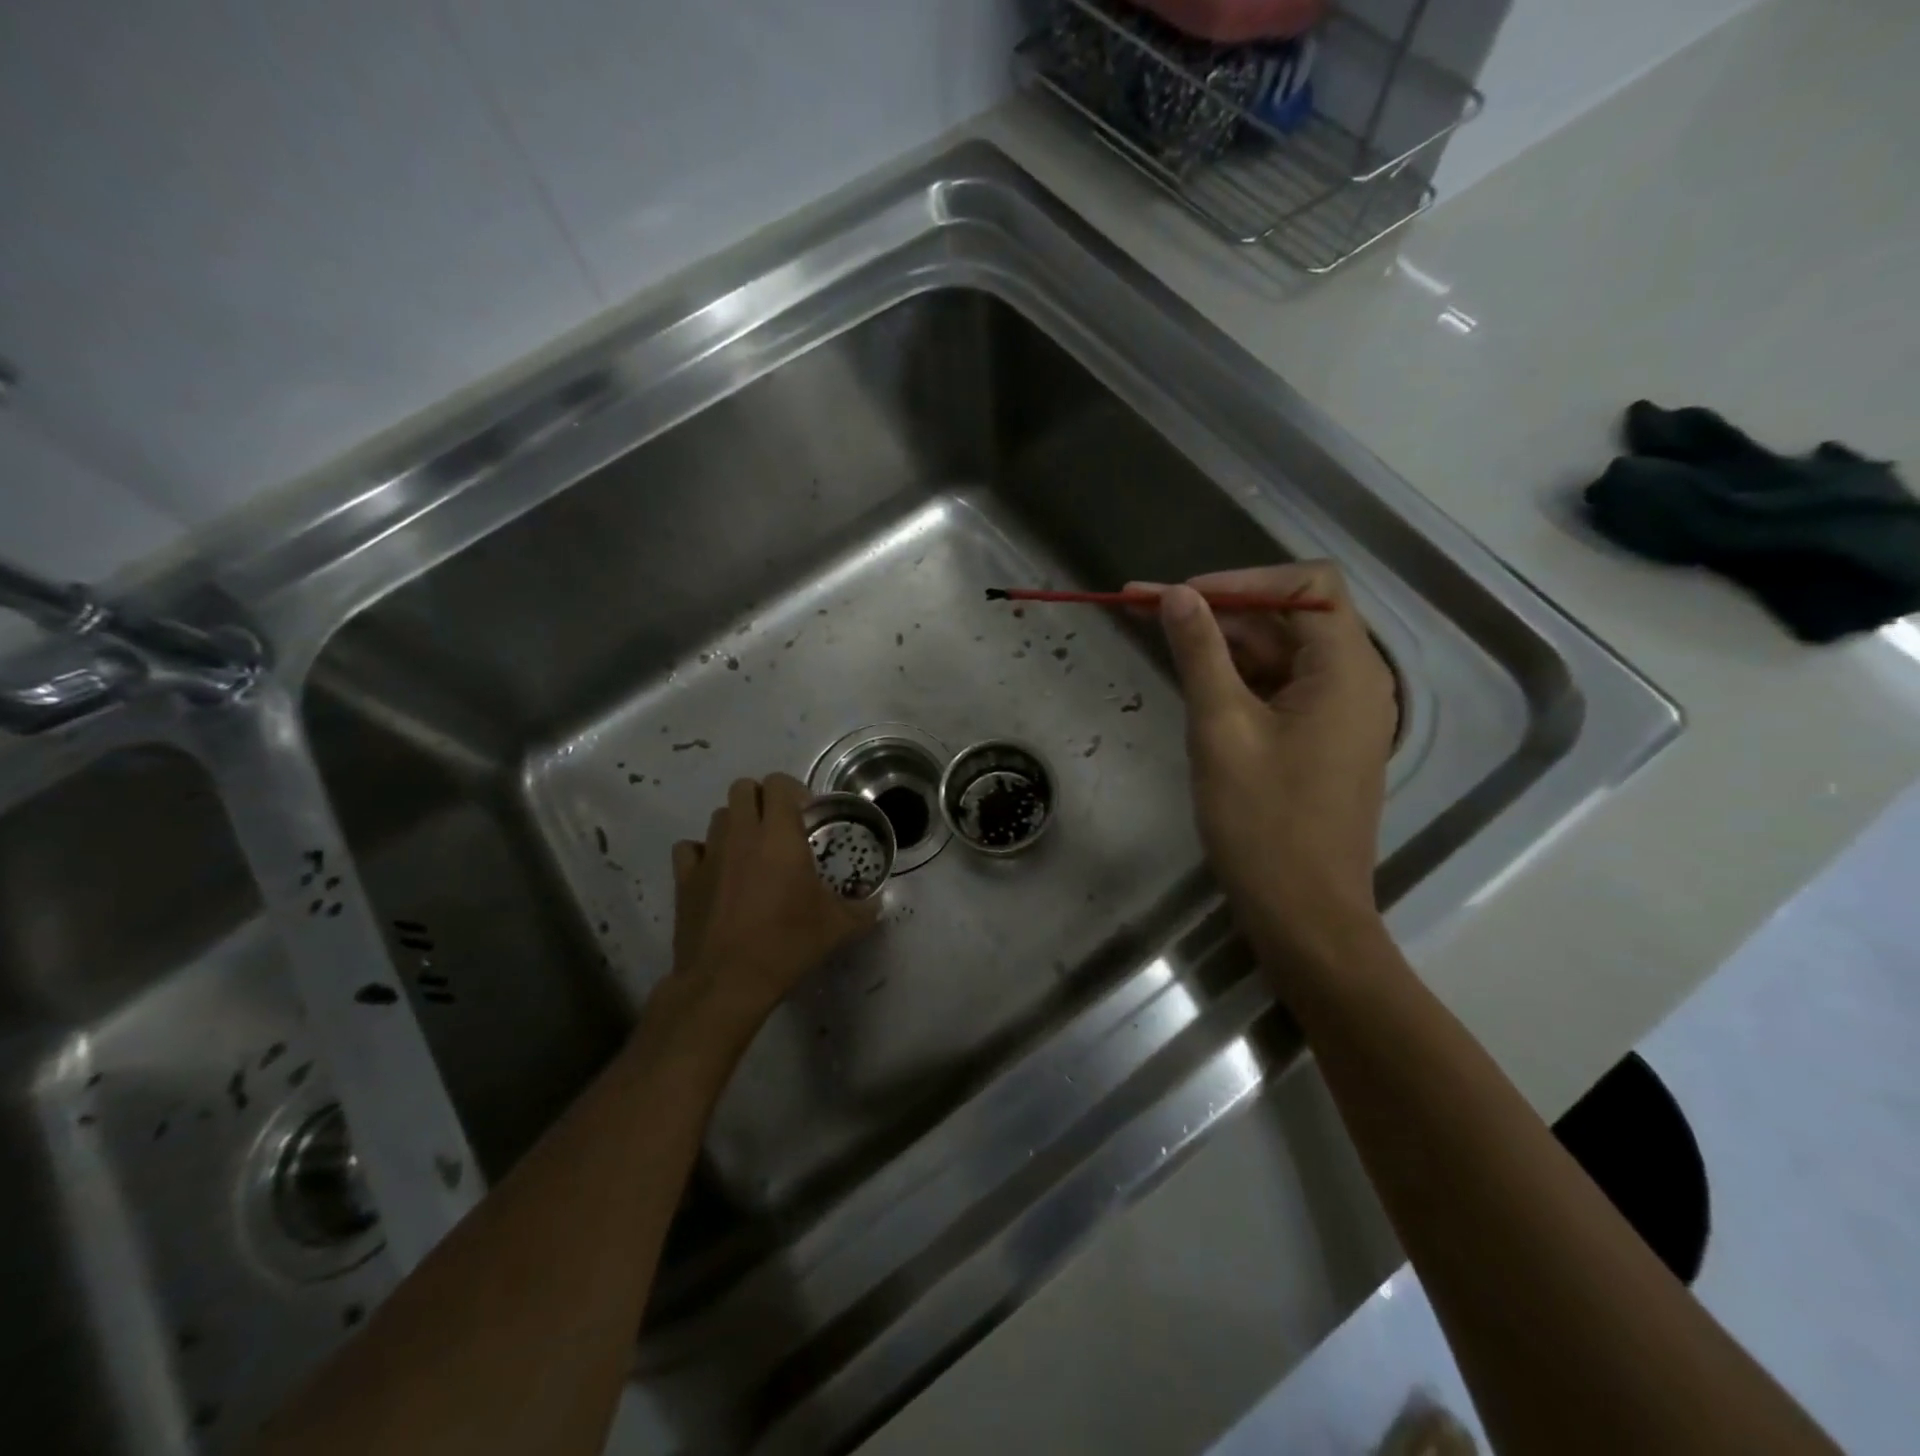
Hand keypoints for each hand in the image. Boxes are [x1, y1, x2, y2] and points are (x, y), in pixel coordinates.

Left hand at [665, 774, 877, 1028]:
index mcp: (779, 835)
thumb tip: (877, 902)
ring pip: (718, 816)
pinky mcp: (684, 879)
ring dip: (735, 824)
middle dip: (762, 800)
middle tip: (778, 828)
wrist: (727, 981)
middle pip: (743, 788)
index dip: (793, 791)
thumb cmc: (787, 944)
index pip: (779, 784)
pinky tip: (716, 872)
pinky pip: (689, 848)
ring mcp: (709, 854)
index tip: (806, 816)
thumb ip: (863, 909)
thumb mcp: (838, 927)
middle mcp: (741, 834)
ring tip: (750, 852)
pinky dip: (703, 853)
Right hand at [1145, 564, 1397, 978]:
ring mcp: (1339, 714)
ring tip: (1157, 637)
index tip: (1181, 597)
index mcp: (1345, 670)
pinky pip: (1280, 690)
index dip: (1242, 580)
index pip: (1306, 586)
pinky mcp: (1321, 741)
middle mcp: (1354, 681)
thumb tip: (1177, 594)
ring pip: (1279, 655)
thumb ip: (1201, 654)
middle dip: (1218, 609)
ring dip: (1222, 643)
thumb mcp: (1222, 728)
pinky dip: (1237, 678)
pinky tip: (1193, 680)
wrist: (1304, 914)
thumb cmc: (1263, 823)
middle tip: (1145, 609)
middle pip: (1288, 618)